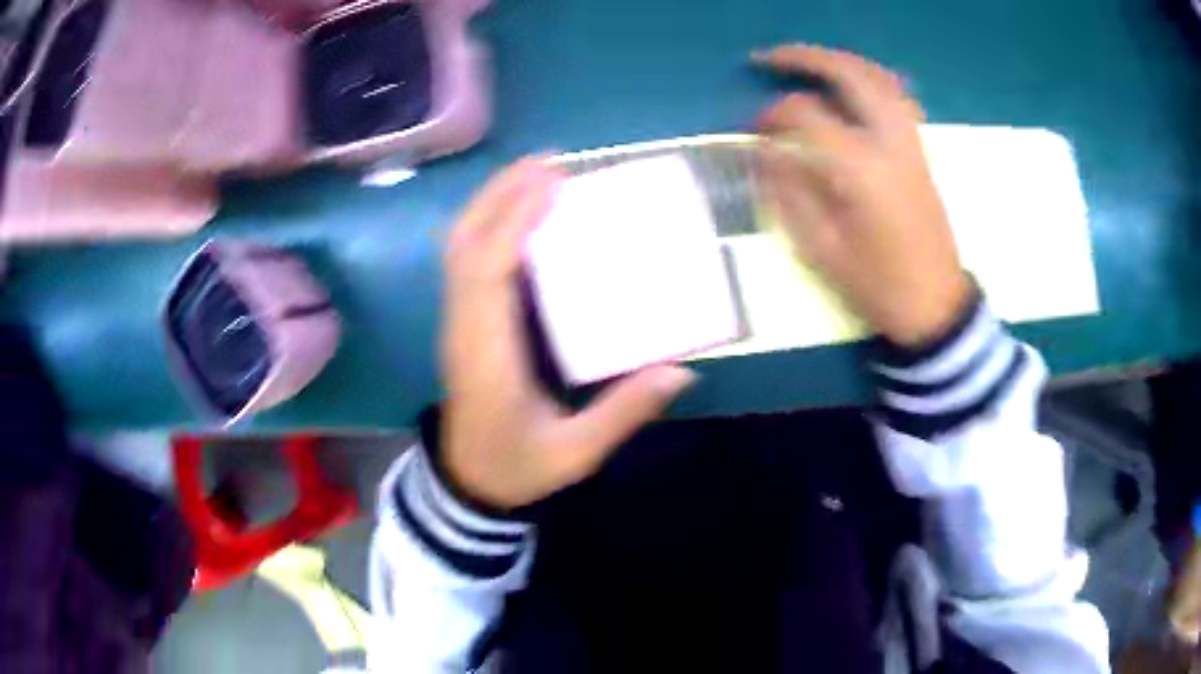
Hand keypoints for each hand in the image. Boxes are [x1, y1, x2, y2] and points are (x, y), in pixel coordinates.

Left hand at [441, 158, 695, 508]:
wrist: (470, 482)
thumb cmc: (517, 466)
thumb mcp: (575, 452)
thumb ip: (624, 412)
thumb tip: (681, 371)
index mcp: (486, 356)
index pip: (486, 273)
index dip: (512, 222)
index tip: (550, 183)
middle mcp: (463, 328)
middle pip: (463, 245)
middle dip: (499, 195)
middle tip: (547, 162)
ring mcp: (456, 322)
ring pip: (458, 247)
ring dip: (492, 203)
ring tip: (536, 174)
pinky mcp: (462, 322)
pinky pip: (466, 260)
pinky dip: (489, 225)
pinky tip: (521, 212)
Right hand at [752, 45, 969, 345]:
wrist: (935, 304)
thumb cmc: (877, 284)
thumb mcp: (821, 248)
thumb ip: (789, 192)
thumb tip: (764, 152)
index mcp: (860, 169)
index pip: (806, 116)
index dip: (771, 116)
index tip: (752, 130)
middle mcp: (889, 142)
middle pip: (848, 75)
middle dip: (804, 58)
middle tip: (767, 58)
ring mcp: (910, 143)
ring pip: (878, 77)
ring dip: (839, 61)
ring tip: (808, 61)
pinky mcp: (920, 151)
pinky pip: (897, 96)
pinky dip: (870, 79)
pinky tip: (851, 85)